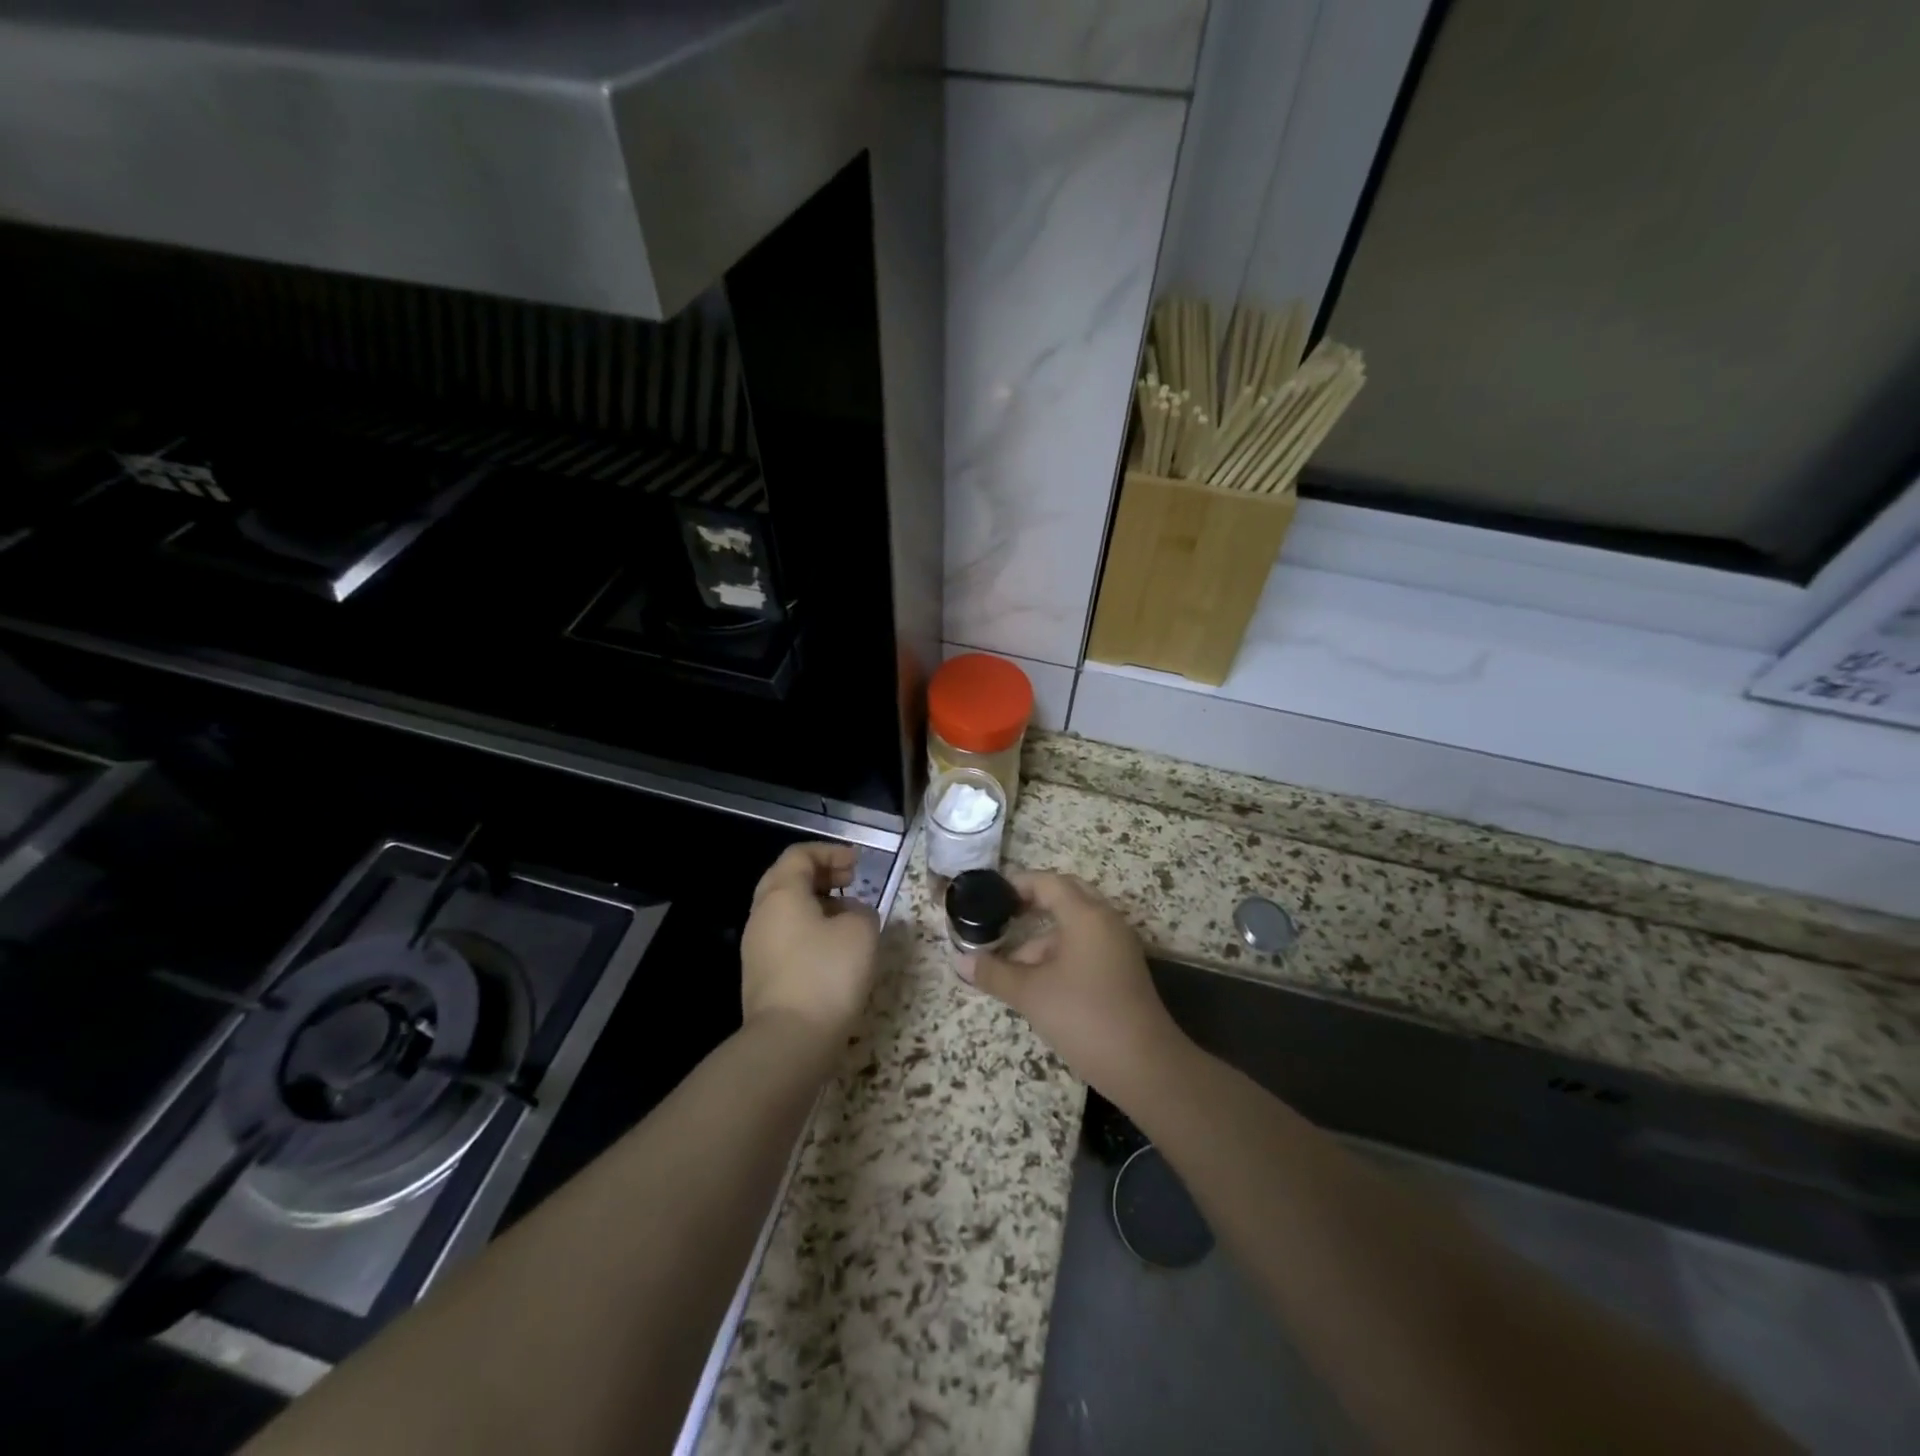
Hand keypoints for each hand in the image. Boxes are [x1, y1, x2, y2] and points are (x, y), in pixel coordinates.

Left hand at [741, 842, 879, 1041]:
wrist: (789, 1040)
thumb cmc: (827, 974)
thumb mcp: (861, 932)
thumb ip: (862, 911)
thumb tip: (852, 914)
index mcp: (781, 894)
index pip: (800, 855)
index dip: (830, 852)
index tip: (857, 864)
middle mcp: (762, 914)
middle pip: (787, 879)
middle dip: (821, 874)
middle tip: (851, 881)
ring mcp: (756, 946)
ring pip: (785, 909)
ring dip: (816, 903)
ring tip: (848, 915)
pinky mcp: (761, 974)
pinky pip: (785, 936)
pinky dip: (809, 928)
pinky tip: (833, 947)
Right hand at [966, 871, 1186, 1097]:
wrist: (1145, 1066)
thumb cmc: (1084, 1017)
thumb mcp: (1030, 994)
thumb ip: (994, 973)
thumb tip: (960, 961)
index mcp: (1086, 915)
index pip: (1048, 882)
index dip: (1017, 884)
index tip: (990, 895)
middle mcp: (1106, 921)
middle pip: (1066, 897)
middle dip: (1032, 904)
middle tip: (1001, 916)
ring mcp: (1118, 946)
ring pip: (1075, 926)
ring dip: (1042, 938)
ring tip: (1008, 965)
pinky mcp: (1123, 970)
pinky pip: (1087, 946)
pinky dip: (1060, 954)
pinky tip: (1037, 982)